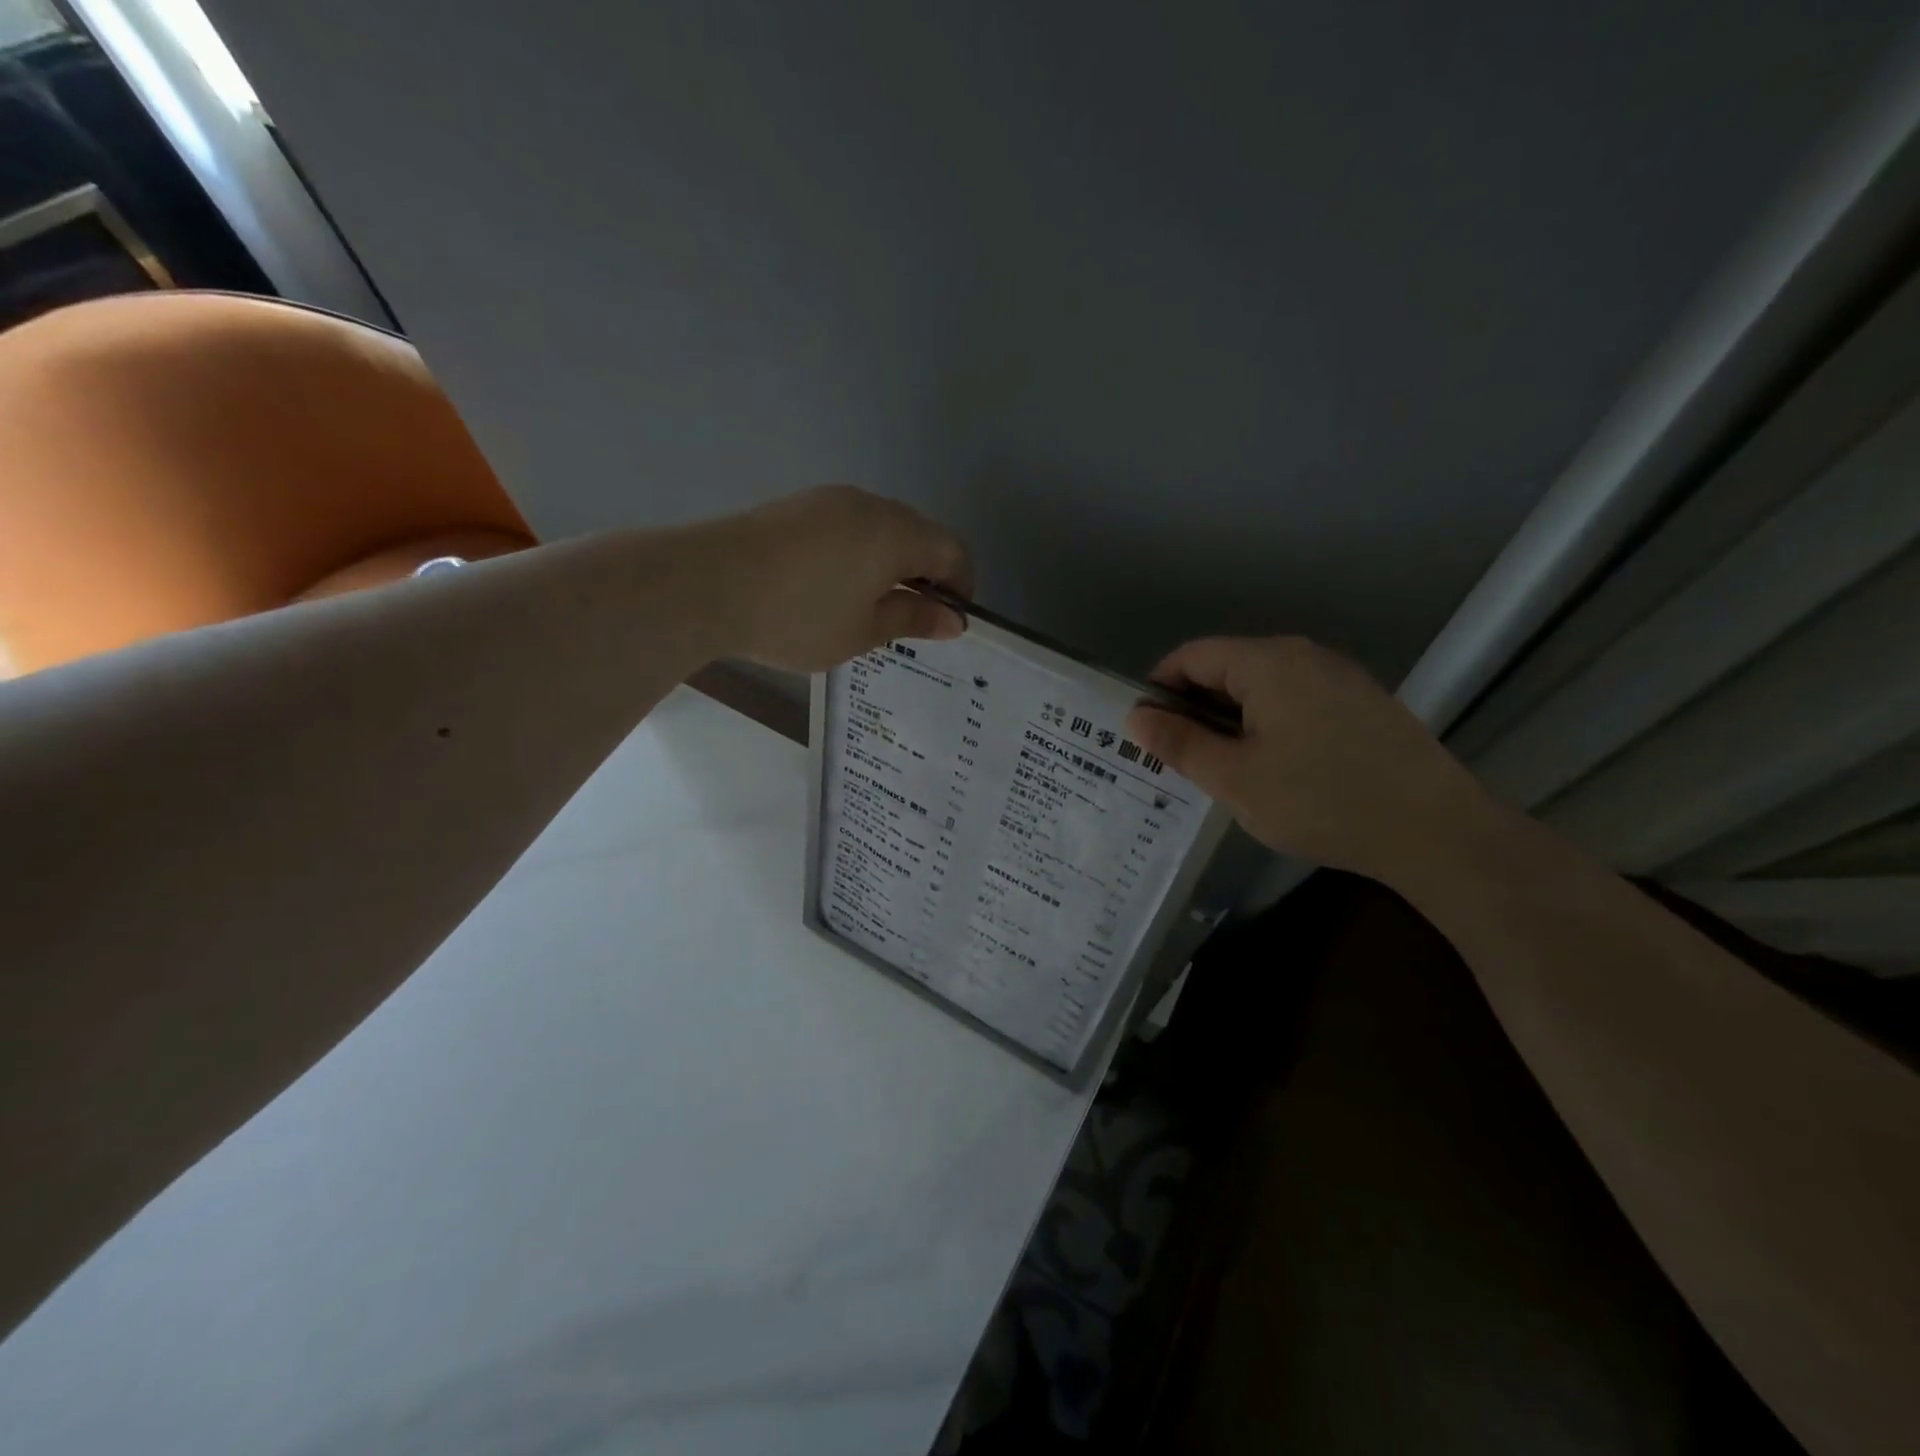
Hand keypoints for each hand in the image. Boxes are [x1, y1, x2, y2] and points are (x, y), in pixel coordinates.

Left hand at [709, 485, 972, 671]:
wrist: (707, 584)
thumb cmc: (798, 617)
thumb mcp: (863, 631)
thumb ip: (913, 619)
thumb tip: (953, 620)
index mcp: (897, 534)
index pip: (954, 552)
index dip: (961, 588)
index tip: (947, 622)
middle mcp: (871, 505)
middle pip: (920, 534)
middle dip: (926, 575)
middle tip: (909, 619)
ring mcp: (831, 500)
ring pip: (882, 528)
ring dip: (891, 563)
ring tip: (867, 606)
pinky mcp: (799, 506)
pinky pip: (849, 526)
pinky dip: (859, 553)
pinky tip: (832, 586)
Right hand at [1124, 636, 1500, 885]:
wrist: (1435, 831)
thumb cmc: (1321, 800)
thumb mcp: (1235, 778)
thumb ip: (1180, 744)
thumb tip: (1136, 718)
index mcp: (1268, 662)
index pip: (1192, 656)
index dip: (1158, 688)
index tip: (1145, 732)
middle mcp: (1304, 655)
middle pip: (1227, 667)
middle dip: (1193, 707)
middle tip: (1178, 758)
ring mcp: (1339, 677)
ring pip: (1261, 686)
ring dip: (1230, 718)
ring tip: (1221, 767)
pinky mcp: (1362, 703)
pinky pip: (1295, 700)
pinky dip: (1267, 723)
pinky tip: (1273, 767)